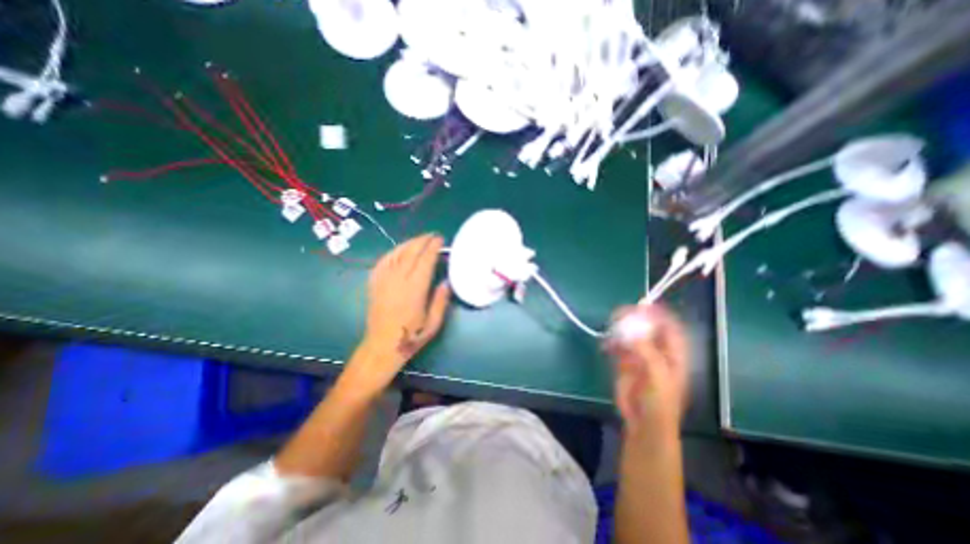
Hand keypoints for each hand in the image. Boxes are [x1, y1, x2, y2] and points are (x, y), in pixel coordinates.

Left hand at [342, 235, 453, 394]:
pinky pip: (383, 261)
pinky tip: (400, 250)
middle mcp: (398, 281)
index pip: (425, 261)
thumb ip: (440, 300)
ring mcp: (383, 281)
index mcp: (414, 290)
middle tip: (433, 236)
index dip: (433, 248)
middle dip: (422, 241)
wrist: (382, 346)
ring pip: (396, 254)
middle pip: (410, 253)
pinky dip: (393, 252)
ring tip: (419, 239)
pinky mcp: (374, 284)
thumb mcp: (433, 323)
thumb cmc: (411, 337)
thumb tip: (446, 281)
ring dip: (409, 243)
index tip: (440, 239)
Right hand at [604, 304, 689, 438]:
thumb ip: (646, 351)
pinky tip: (606, 345)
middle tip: (620, 313)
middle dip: (635, 319)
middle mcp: (657, 352)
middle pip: (647, 328)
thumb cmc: (659, 401)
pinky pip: (618, 346)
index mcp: (673, 354)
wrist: (643, 422)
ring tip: (610, 327)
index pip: (669, 328)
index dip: (658, 315)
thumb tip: (630, 330)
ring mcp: (640, 356)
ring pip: (631, 336)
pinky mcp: (625, 362)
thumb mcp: (657, 375)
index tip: (642, 306)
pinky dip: (611, 342)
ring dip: (620, 330)